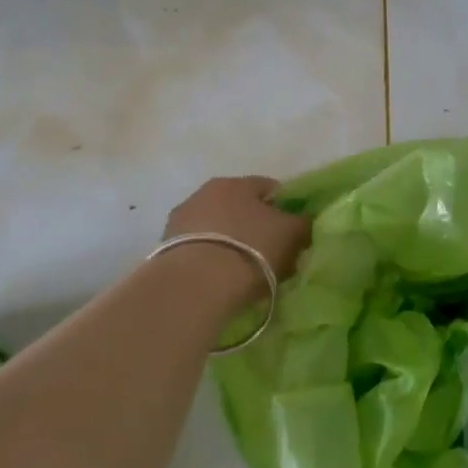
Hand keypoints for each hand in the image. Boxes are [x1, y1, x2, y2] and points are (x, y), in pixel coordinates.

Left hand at [163, 176, 312, 290]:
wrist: (196, 285)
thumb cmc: (251, 250)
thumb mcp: (292, 234)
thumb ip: (302, 222)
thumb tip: (303, 219)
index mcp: (237, 182)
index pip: (268, 188)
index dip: (285, 208)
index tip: (293, 232)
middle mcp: (205, 192)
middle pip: (239, 207)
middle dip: (254, 226)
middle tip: (270, 253)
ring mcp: (181, 219)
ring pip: (216, 227)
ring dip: (229, 242)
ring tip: (242, 271)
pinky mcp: (164, 248)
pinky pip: (199, 249)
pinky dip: (210, 259)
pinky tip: (219, 280)